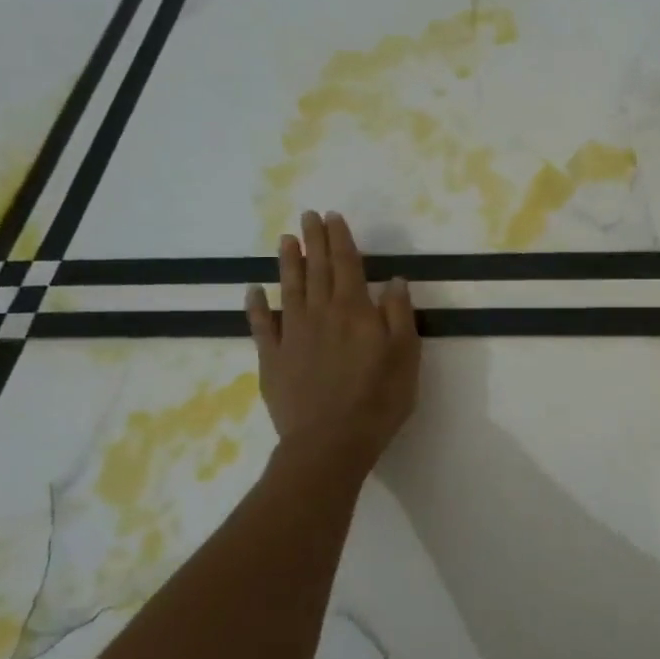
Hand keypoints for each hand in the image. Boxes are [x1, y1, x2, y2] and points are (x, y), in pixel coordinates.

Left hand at [246, 212, 420, 475]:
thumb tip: (394, 280)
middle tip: (307, 216)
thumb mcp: (406, 356)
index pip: (347, 265)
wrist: (330, 442)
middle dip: (313, 240)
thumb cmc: (378, 400)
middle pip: (316, 269)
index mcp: (354, 311)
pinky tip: (254, 290)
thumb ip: (399, 315)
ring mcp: (292, 335)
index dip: (340, 239)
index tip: (333, 217)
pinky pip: (261, 325)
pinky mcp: (272, 359)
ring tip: (285, 239)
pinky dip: (256, 305)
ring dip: (287, 262)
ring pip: (288, 289)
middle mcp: (321, 314)